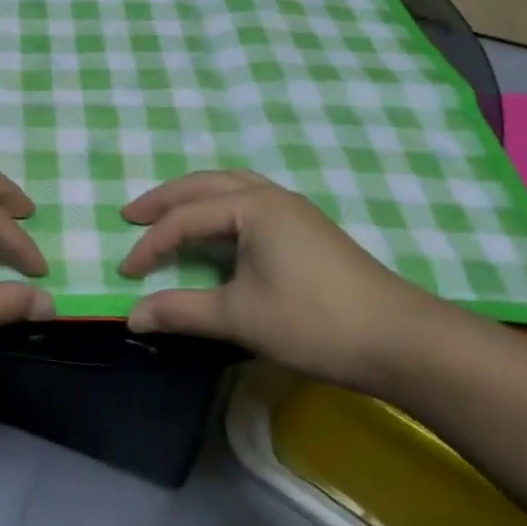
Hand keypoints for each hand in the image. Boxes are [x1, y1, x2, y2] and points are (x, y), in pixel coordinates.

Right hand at [118, 170, 459, 389]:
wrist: (400, 340)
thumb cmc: (313, 322)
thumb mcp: (239, 317)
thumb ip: (181, 310)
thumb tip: (132, 316)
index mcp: (253, 207)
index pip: (185, 219)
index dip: (151, 245)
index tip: (125, 273)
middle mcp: (271, 195)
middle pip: (205, 185)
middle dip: (164, 199)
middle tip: (130, 214)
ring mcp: (294, 209)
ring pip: (231, 187)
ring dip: (194, 197)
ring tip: (168, 212)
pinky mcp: (307, 228)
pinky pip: (250, 200)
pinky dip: (220, 207)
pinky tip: (217, 228)